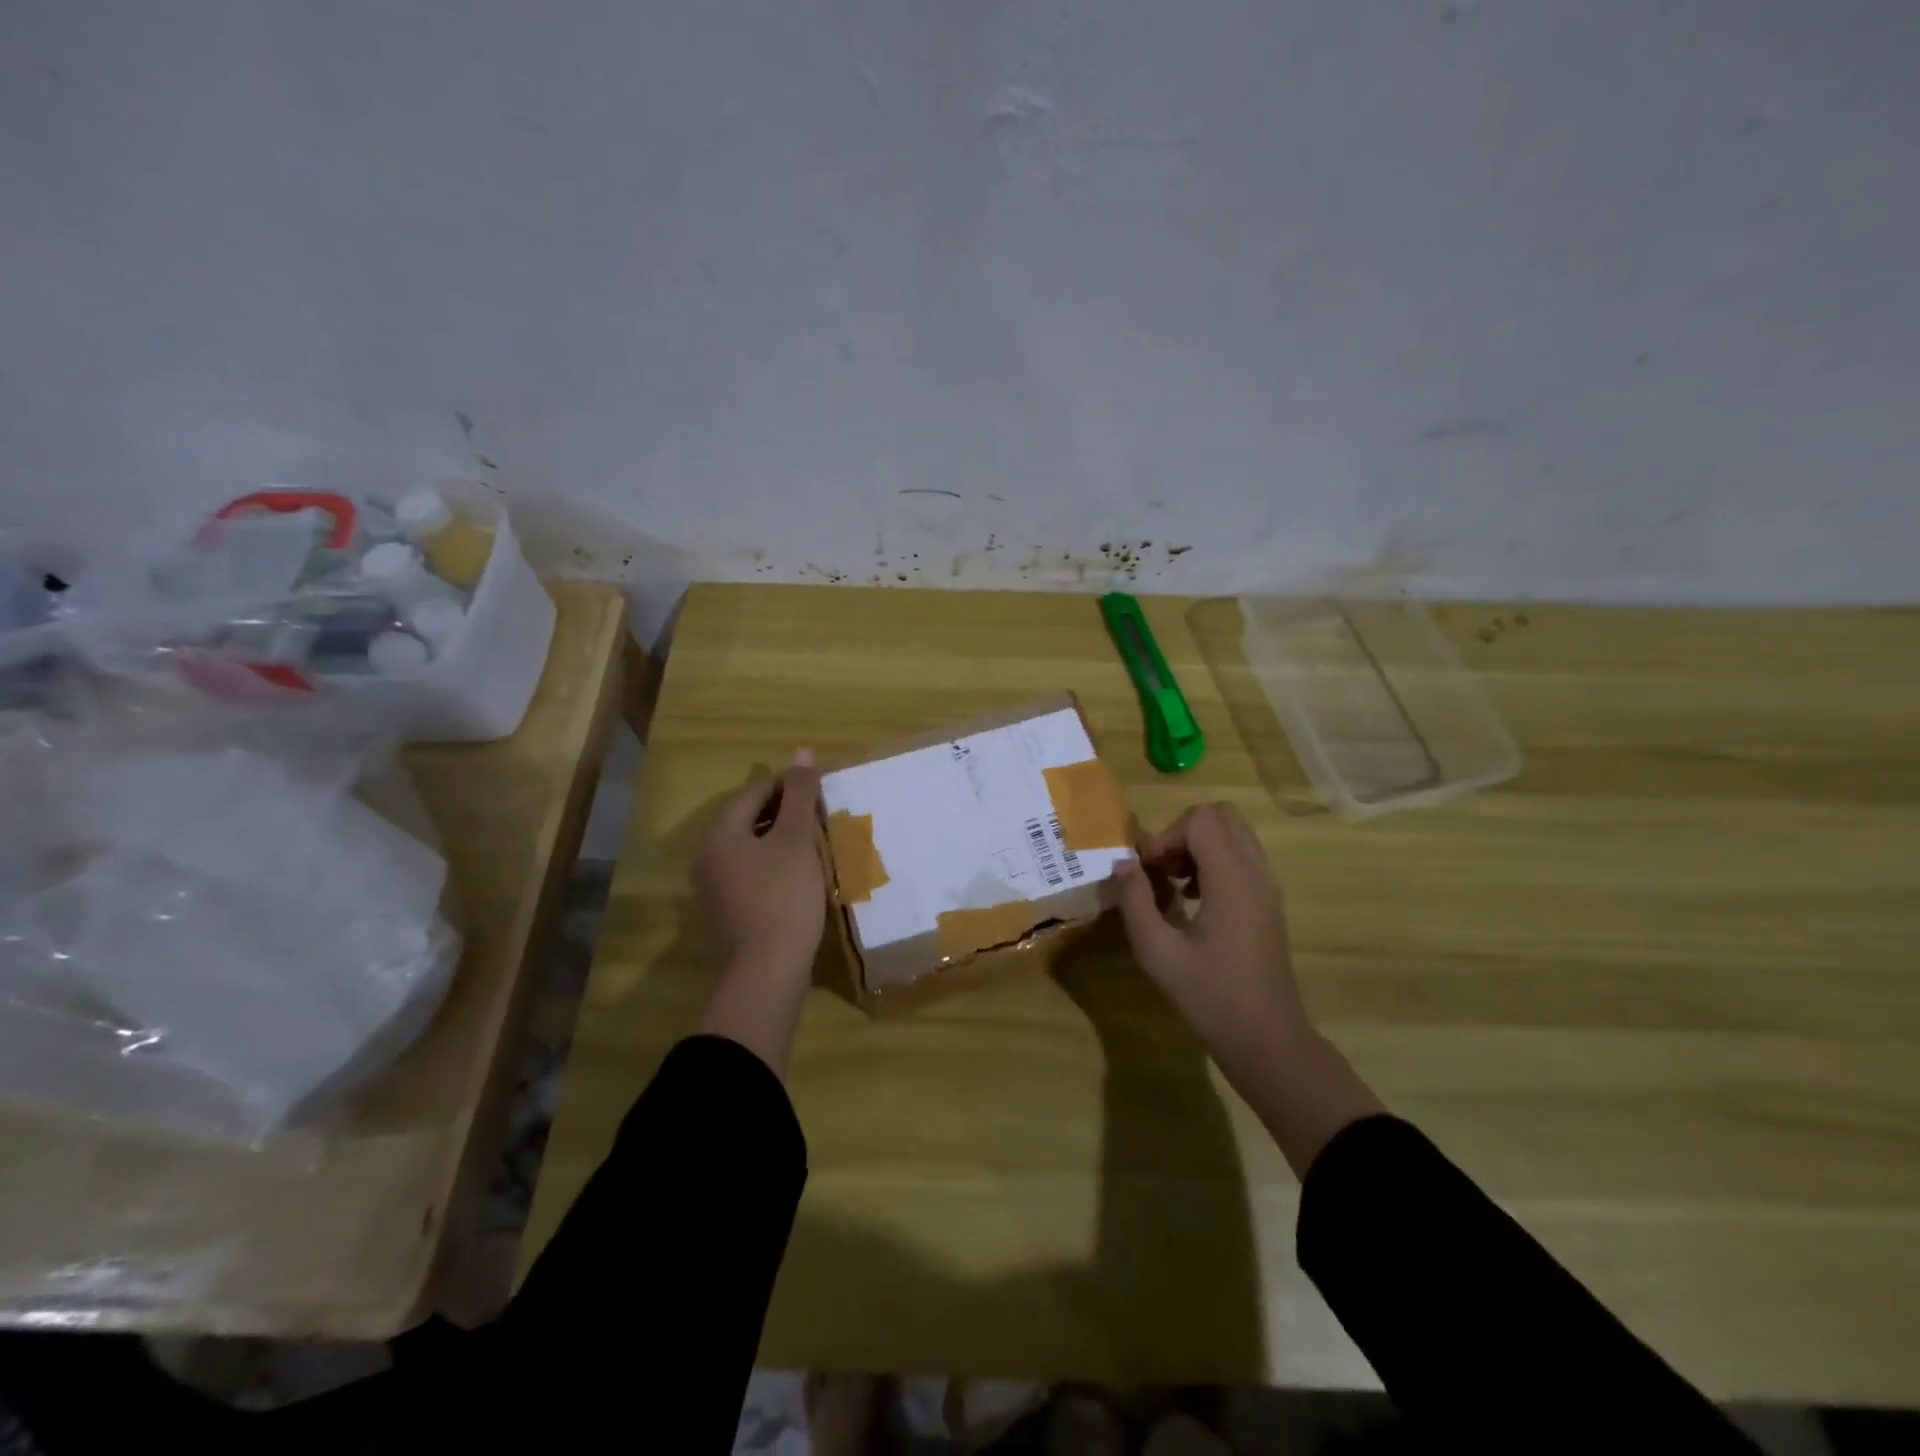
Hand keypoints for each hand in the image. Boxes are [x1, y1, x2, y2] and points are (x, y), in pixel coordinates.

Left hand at [695, 750, 825, 979]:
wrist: (769, 968)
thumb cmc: (784, 894)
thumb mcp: (797, 838)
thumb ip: (799, 794)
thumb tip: (801, 752)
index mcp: (721, 832)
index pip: (754, 792)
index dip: (788, 785)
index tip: (820, 792)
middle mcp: (707, 855)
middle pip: (748, 818)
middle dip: (784, 812)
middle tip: (820, 815)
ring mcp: (713, 886)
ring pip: (749, 846)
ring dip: (779, 838)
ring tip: (813, 841)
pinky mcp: (726, 909)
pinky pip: (749, 871)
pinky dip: (772, 864)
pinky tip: (798, 874)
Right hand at [1112, 802, 1312, 1061]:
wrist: (1267, 1039)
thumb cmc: (1211, 997)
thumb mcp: (1158, 953)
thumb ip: (1135, 901)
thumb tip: (1122, 863)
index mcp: (1233, 880)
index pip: (1201, 819)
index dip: (1167, 835)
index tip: (1148, 871)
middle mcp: (1256, 873)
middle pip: (1221, 816)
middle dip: (1183, 833)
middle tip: (1160, 869)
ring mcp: (1267, 886)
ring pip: (1233, 834)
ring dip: (1198, 847)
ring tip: (1173, 886)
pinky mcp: (1268, 902)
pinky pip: (1241, 858)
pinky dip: (1213, 863)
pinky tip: (1193, 901)